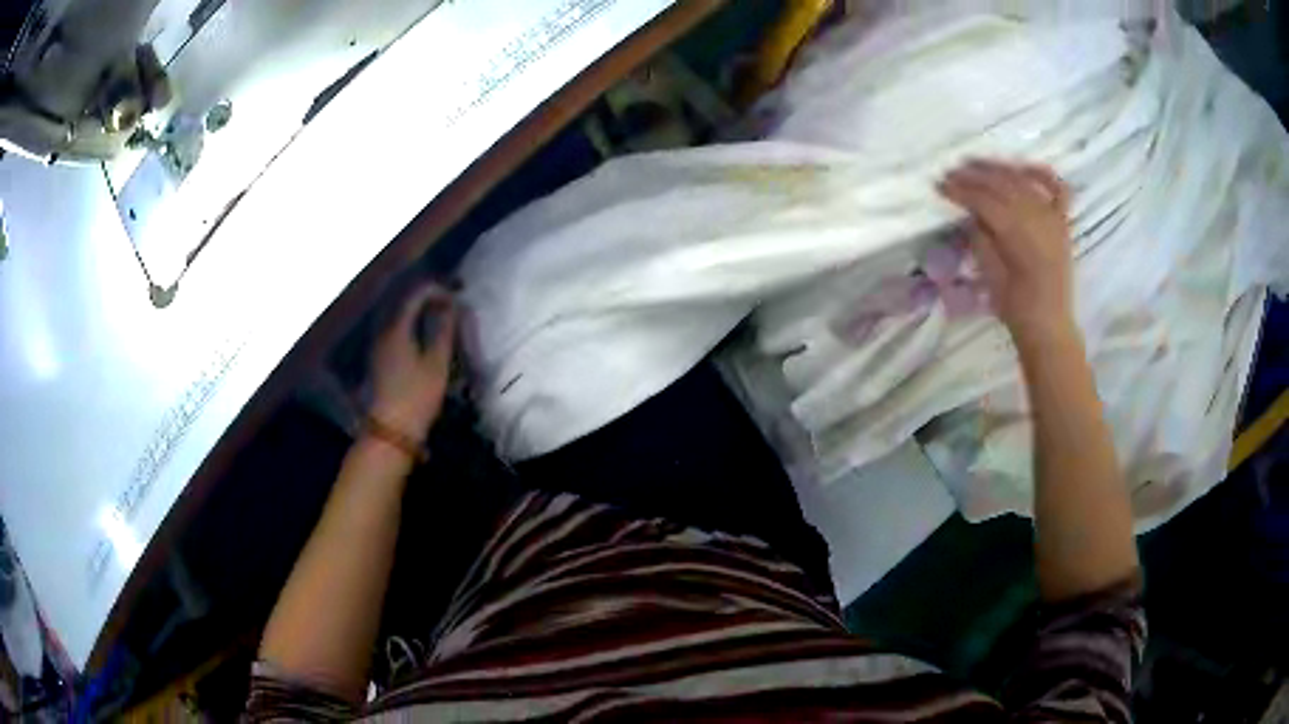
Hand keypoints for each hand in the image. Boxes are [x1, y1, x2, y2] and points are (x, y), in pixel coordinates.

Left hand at [369, 284, 456, 443]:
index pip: (416, 296)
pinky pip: (398, 335)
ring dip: (421, 316)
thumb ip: (444, 331)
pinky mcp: (381, 362)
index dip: (436, 291)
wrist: (391, 431)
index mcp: (397, 329)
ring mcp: (380, 348)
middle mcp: (385, 333)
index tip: (456, 297)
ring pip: (402, 321)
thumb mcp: (437, 363)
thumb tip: (452, 306)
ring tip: (443, 322)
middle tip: (452, 306)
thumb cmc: (417, 396)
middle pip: (406, 306)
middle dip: (429, 301)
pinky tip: (426, 341)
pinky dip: (414, 330)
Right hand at [937, 159, 1074, 341]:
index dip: (961, 191)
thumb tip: (970, 213)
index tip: (940, 186)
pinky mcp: (1063, 224)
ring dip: (999, 170)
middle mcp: (1038, 220)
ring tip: (977, 165)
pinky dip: (1043, 175)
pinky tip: (1026, 168)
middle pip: (1003, 186)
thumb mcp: (990, 276)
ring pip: (1024, 182)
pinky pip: (1058, 191)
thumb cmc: (1016, 308)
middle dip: (975, 176)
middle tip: (952, 172)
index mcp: (1019, 236)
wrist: (1049, 327)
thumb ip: (981, 239)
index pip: (985, 201)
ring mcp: (1053, 220)